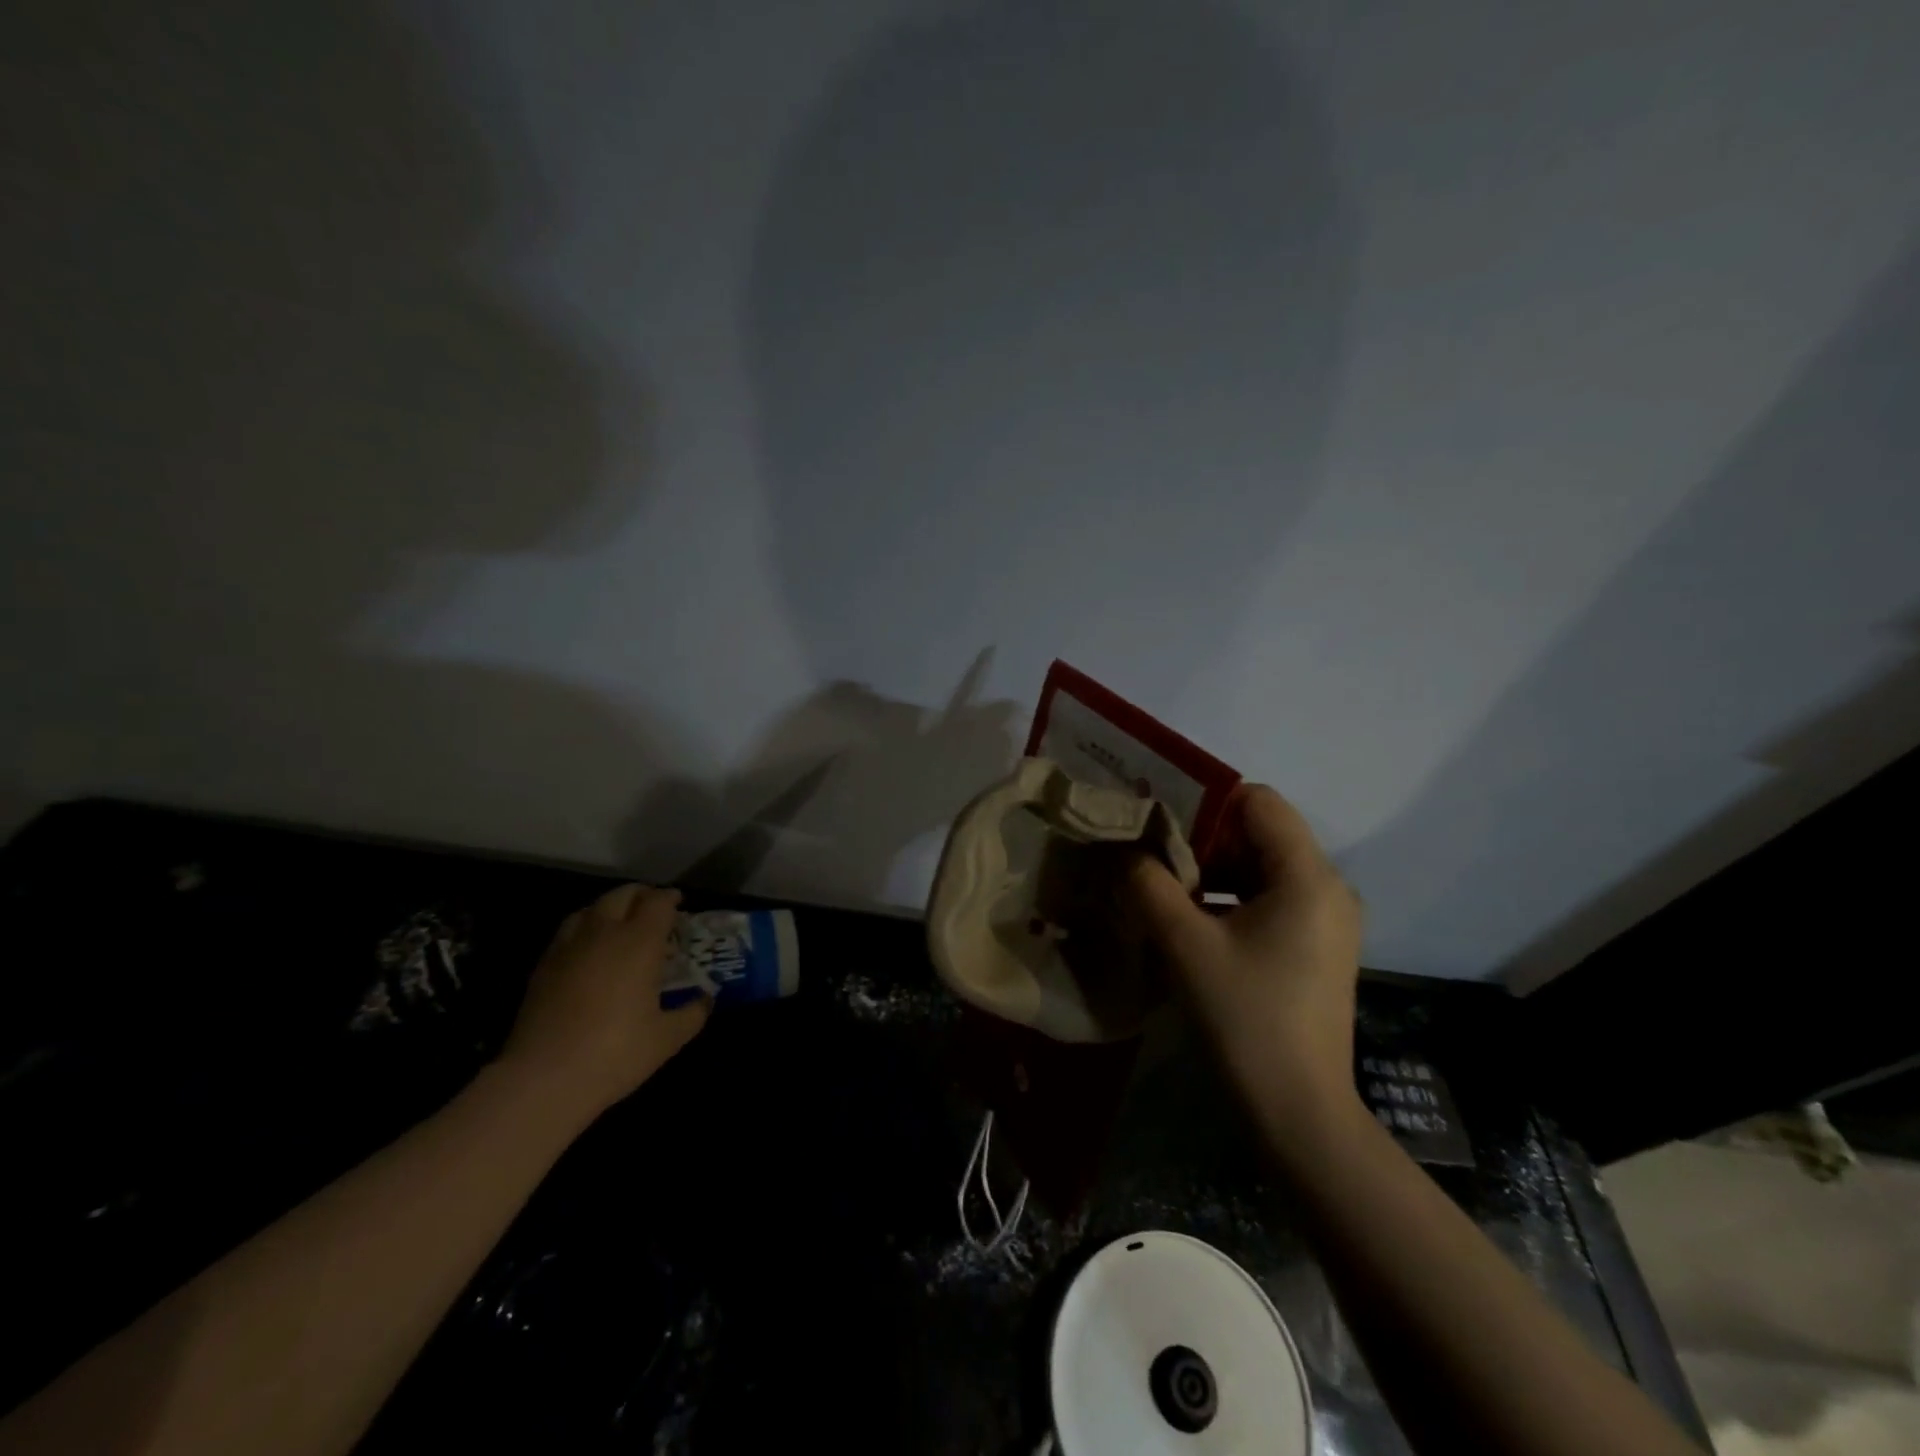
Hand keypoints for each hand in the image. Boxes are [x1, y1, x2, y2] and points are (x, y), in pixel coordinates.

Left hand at [497, 884, 710, 1121]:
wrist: (542, 1079)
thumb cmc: (615, 1053)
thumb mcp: (667, 1038)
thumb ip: (693, 1013)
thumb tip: (706, 999)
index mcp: (639, 942)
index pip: (658, 902)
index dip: (671, 898)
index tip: (680, 904)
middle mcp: (603, 933)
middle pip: (622, 895)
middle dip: (641, 895)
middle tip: (653, 910)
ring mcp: (568, 947)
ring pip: (590, 908)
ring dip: (609, 908)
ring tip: (619, 925)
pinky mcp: (542, 967)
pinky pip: (567, 932)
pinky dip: (584, 929)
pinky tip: (588, 952)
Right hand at [1130, 785, 1362, 1113]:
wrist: (1298, 1112)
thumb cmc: (1245, 1018)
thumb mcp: (1184, 944)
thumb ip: (1148, 884)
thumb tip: (1125, 851)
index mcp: (1308, 876)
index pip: (1258, 801)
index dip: (1205, 800)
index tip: (1157, 819)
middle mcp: (1328, 887)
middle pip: (1260, 833)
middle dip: (1201, 837)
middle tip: (1148, 852)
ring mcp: (1326, 920)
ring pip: (1262, 867)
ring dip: (1211, 870)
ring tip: (1160, 885)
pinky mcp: (1315, 947)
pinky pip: (1269, 898)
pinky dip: (1229, 897)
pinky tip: (1189, 919)